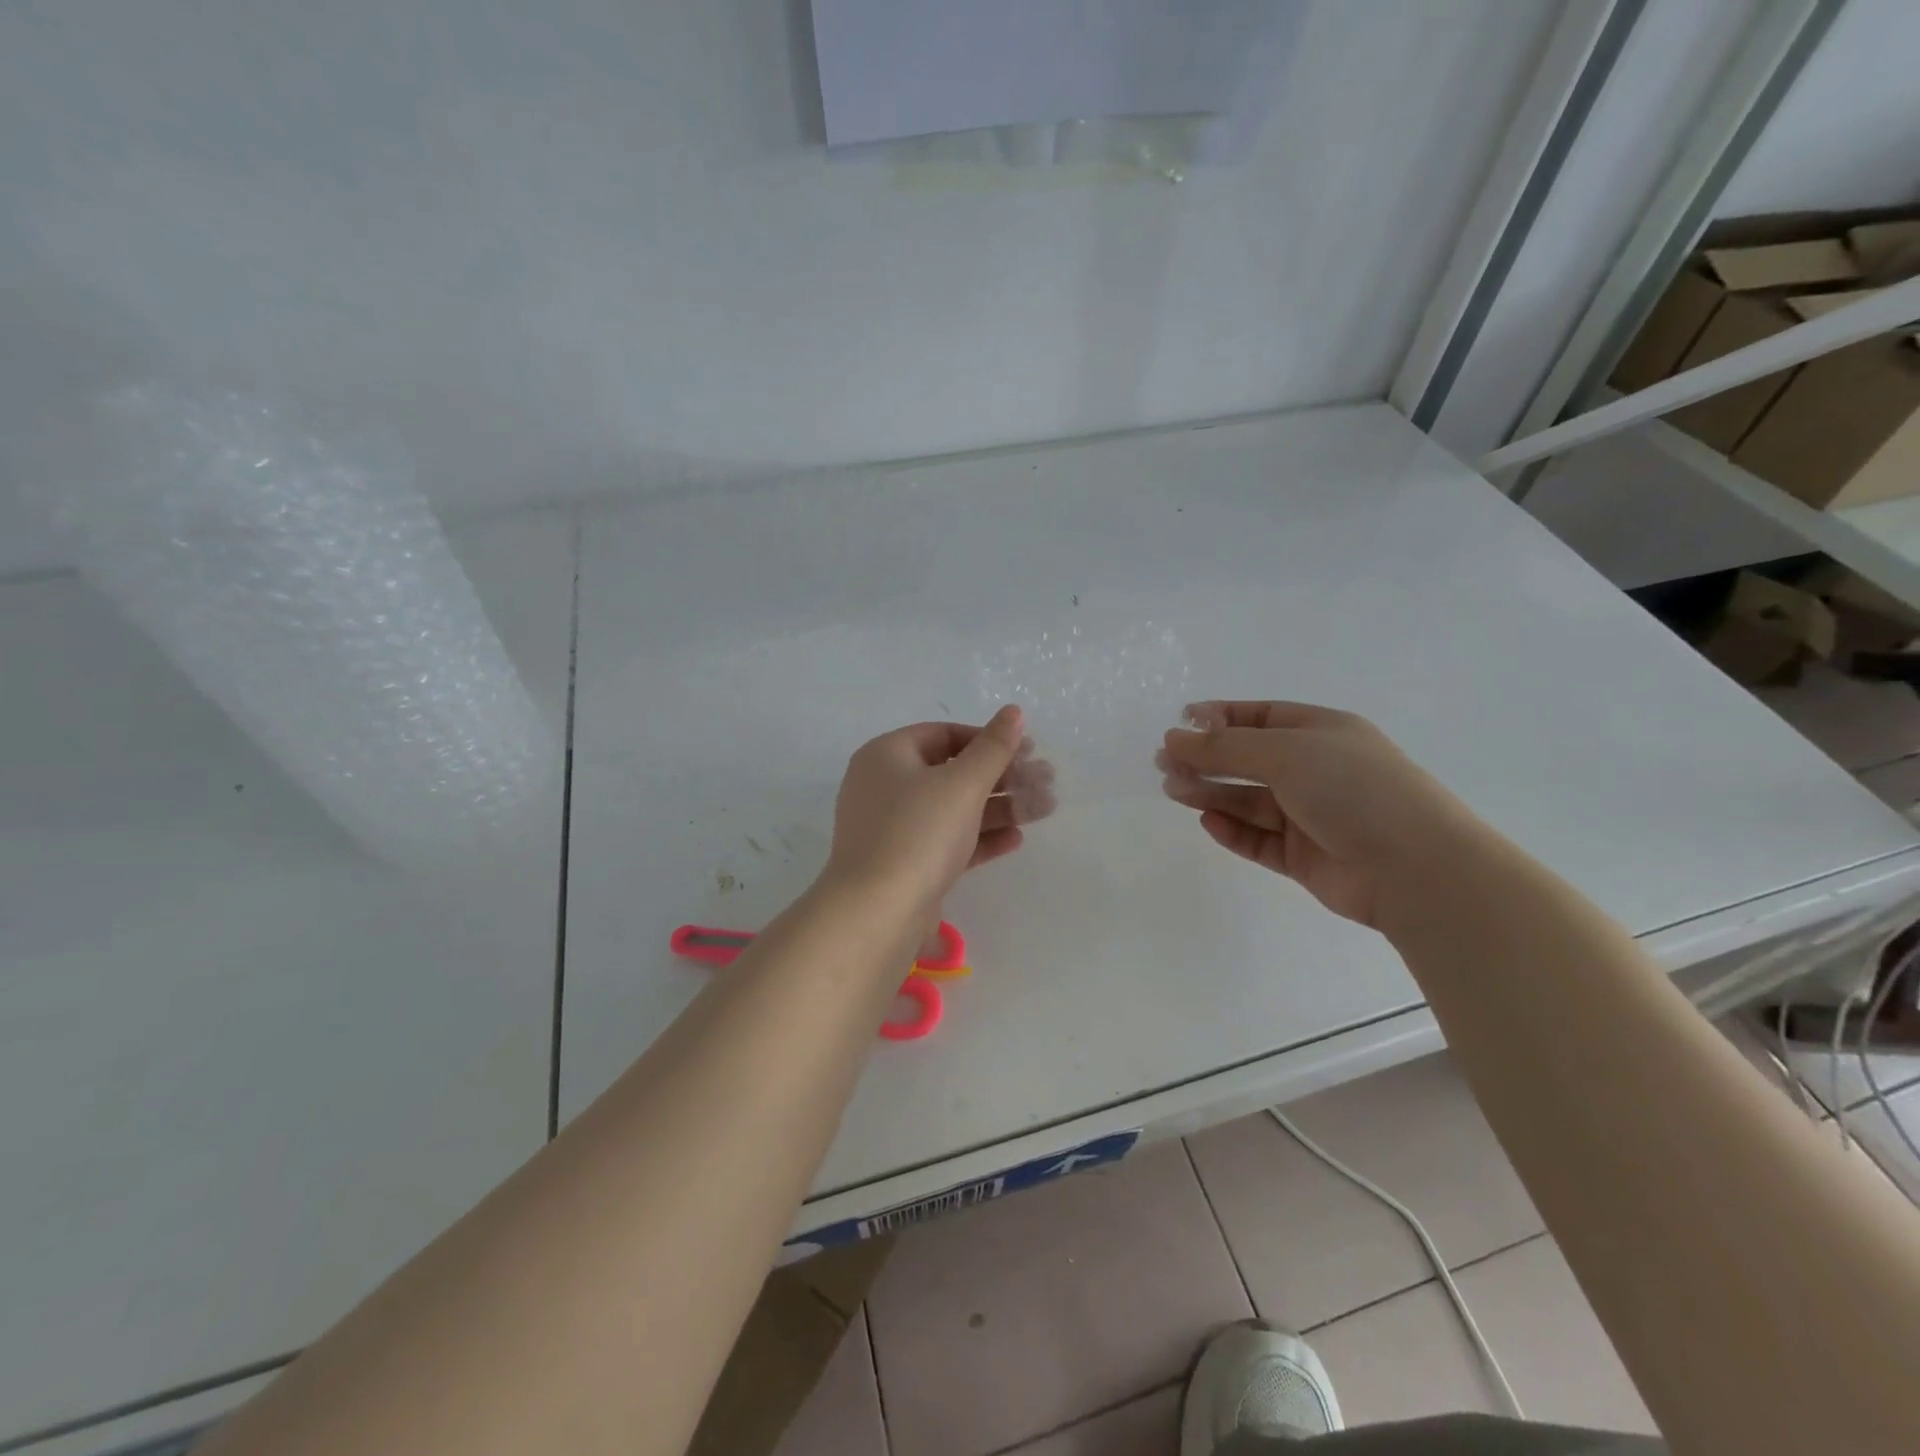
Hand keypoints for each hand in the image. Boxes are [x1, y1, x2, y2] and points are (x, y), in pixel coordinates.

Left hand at [824, 707, 1056, 916]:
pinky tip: (1016, 838)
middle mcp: (884, 786)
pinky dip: (979, 837)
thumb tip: (1013, 712)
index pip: (943, 734)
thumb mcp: (962, 784)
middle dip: (1002, 776)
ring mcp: (892, 828)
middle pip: (951, 772)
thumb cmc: (918, 832)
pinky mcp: (904, 863)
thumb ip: (992, 747)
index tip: (1026, 751)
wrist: (878, 912)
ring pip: (952, 809)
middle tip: (1046, 781)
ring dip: (998, 807)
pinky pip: (946, 840)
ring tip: (1044, 808)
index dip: (987, 739)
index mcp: (887, 755)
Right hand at [1158, 701, 1482, 927]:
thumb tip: (1173, 738)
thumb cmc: (1352, 789)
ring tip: (1174, 791)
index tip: (1179, 724)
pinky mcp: (1304, 856)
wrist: (1414, 867)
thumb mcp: (1285, 753)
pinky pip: (1259, 839)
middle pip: (1248, 760)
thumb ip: (1225, 747)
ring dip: (1211, 794)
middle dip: (1207, 760)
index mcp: (1321, 733)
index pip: (1261, 717)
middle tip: (1164, 765)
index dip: (1219, 718)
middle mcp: (1315, 771)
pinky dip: (1233, 831)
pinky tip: (1209, 823)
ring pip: (1248, 801)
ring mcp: (1310, 815)